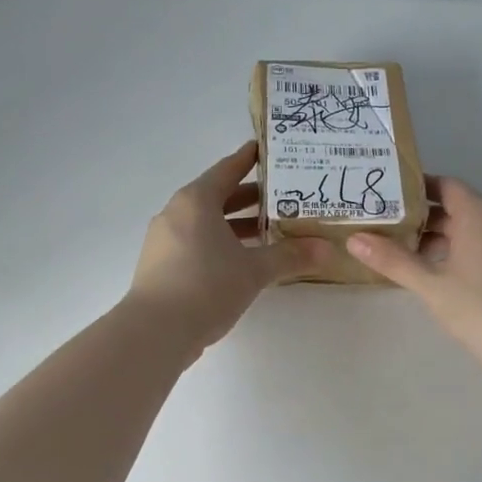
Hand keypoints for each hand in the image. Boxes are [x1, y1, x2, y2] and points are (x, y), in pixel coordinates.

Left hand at [129, 143, 328, 351]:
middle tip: (283, 196)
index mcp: (196, 201)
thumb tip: (326, 249)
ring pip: (206, 223)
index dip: (248, 159)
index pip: (227, 170)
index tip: (267, 150)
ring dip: (235, 225)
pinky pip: (195, 243)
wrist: (155, 331)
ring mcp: (164, 240)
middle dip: (249, 197)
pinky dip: (219, 244)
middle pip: (217, 196)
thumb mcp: (254, 270)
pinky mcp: (160, 266)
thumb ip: (290, 256)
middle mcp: (176, 213)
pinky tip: (241, 261)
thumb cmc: (206, 286)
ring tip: (268, 231)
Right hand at [348, 176, 481, 355]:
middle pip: (454, 206)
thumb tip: (354, 239)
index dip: (414, 187)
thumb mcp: (429, 283)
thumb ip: (391, 259)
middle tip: (383, 225)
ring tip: (399, 250)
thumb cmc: (478, 307)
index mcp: (479, 213)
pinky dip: (453, 251)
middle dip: (419, 216)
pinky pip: (478, 246)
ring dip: (435, 237)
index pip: (443, 185)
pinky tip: (431, 272)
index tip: (385, 196)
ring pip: (466, 229)